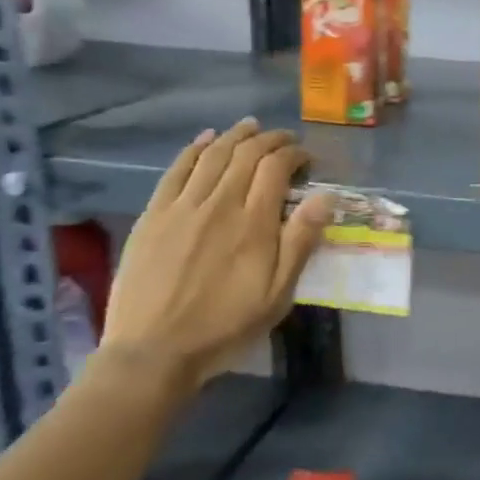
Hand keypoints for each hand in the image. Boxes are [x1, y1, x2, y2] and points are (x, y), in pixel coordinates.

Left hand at [102, 119, 333, 389]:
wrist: (154, 351)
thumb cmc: (226, 326)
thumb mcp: (278, 294)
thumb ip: (301, 242)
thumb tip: (326, 197)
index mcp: (254, 223)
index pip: (276, 168)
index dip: (294, 155)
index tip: (306, 159)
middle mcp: (219, 204)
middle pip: (246, 155)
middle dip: (269, 140)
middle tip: (284, 139)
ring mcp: (182, 207)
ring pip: (212, 156)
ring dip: (235, 136)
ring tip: (250, 127)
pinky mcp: (154, 216)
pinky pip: (176, 170)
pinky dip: (193, 149)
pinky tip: (205, 140)